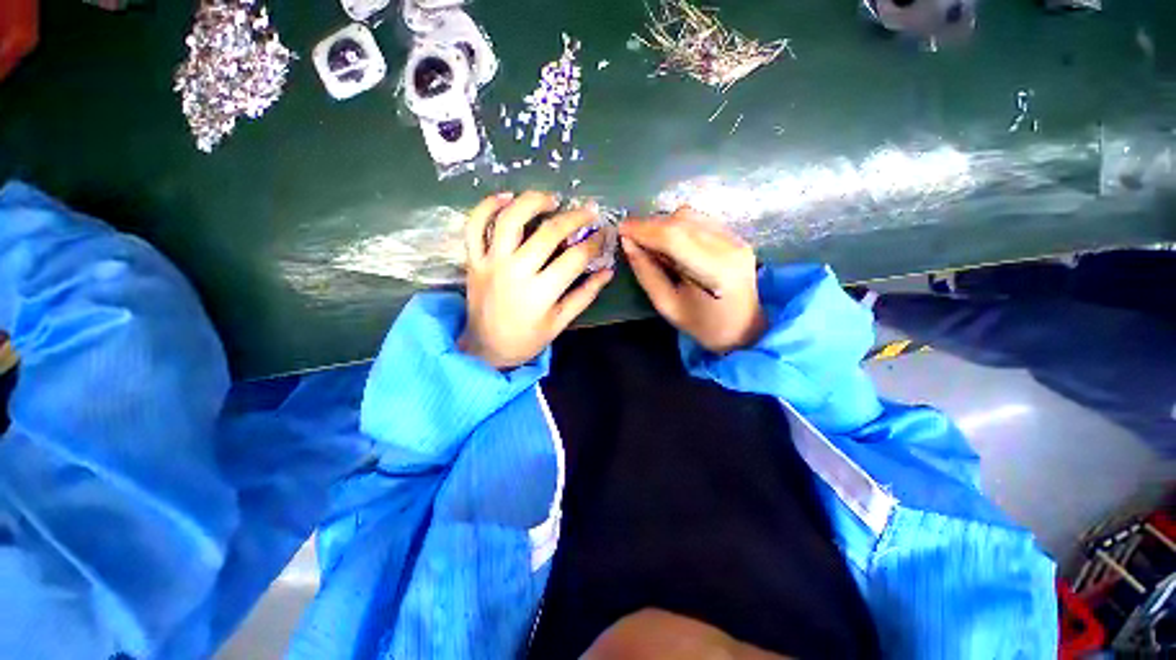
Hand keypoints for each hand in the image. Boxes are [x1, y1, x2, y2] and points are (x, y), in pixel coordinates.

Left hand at [460, 191, 613, 368]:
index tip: (604, 233)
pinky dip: (487, 206)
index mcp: (541, 293)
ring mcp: (491, 263)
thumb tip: (608, 271)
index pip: (575, 258)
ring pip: (510, 220)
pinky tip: (507, 198)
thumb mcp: (560, 321)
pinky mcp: (473, 260)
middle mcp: (516, 272)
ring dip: (532, 202)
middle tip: (588, 211)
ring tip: (552, 199)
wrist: (485, 348)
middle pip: (548, 233)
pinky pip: (474, 226)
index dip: (594, 242)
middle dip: (575, 218)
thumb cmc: (527, 339)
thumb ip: (585, 295)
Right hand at [620, 207, 765, 354]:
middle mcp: (729, 247)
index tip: (620, 230)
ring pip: (690, 215)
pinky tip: (670, 241)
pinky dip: (678, 225)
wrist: (744, 328)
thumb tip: (627, 243)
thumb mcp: (667, 305)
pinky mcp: (736, 236)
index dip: (643, 229)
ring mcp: (736, 239)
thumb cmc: (703, 325)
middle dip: (650, 226)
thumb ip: (646, 273)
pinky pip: (700, 220)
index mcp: (714, 271)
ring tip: (650, 241)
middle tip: (631, 238)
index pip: (673, 237)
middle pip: (681, 221)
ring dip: (663, 224)